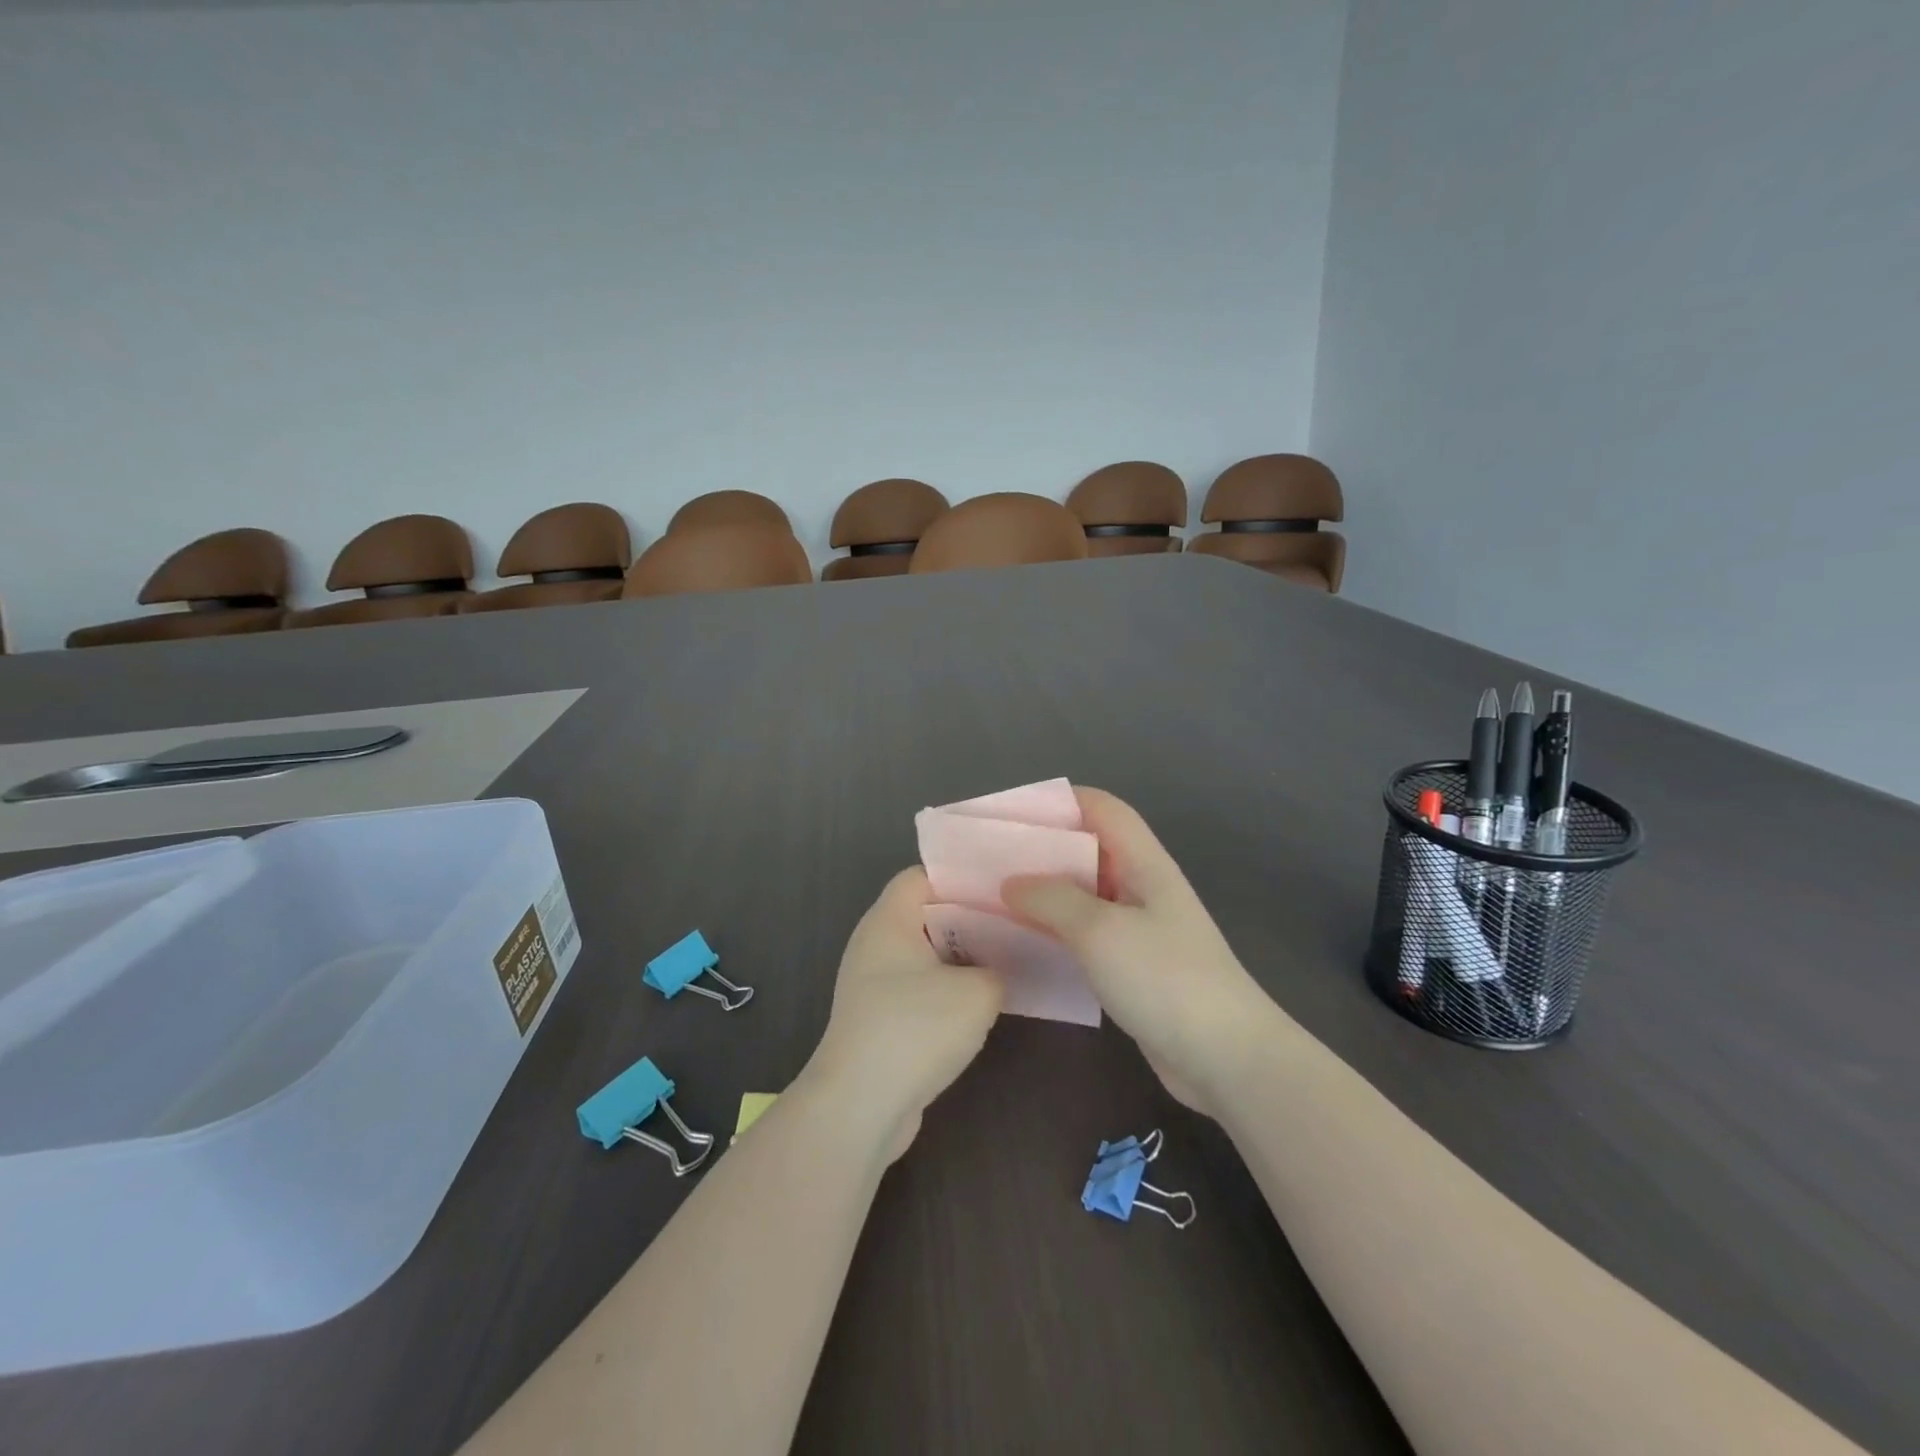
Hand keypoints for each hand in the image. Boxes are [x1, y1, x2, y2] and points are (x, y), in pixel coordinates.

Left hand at [800, 867, 1003, 1160]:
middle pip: (926, 915)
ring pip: (925, 955)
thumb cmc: (915, 1029)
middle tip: (1015, 924)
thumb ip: (998, 968)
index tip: (1001, 889)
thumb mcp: (977, 992)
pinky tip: (980, 1005)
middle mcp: (874, 944)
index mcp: (889, 920)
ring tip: (1007, 961)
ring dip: (961, 960)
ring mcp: (872, 983)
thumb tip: (996, 971)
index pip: (922, 876)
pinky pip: (918, 989)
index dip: (961, 877)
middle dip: (969, 919)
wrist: (860, 1106)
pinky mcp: (878, 1018)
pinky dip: (946, 991)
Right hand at [1004, 787, 1278, 1117]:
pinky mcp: (1131, 964)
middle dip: (1040, 847)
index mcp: (1142, 863)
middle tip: (988, 857)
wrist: (1226, 1057)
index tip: (1011, 812)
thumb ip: (1052, 899)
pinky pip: (1084, 932)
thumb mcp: (1100, 930)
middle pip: (1087, 848)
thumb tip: (1012, 883)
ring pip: (1082, 893)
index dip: (1060, 800)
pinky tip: (1021, 940)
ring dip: (1042, 891)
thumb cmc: (1165, 978)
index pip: (1101, 808)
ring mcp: (1137, 927)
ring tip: (993, 896)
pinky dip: (1053, 929)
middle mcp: (1140, 886)